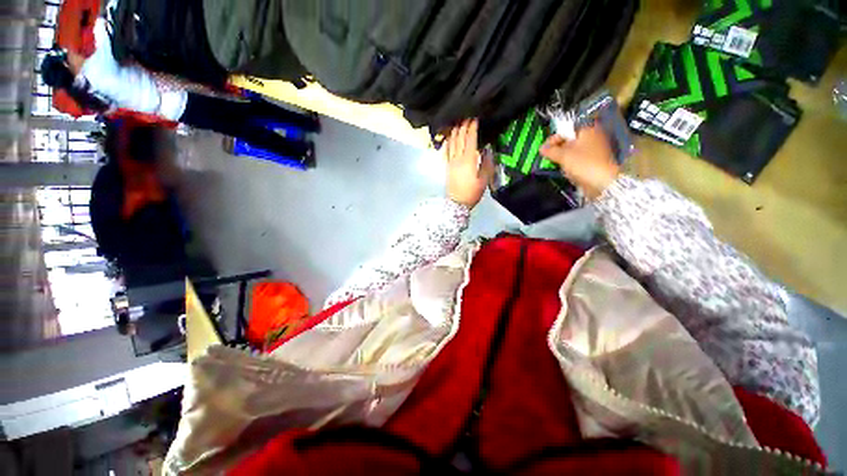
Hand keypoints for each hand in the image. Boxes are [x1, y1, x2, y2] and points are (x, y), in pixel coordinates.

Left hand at [445, 119, 494, 208]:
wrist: (457, 203)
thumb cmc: (472, 193)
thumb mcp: (484, 180)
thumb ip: (487, 164)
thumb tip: (487, 150)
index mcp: (468, 161)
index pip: (470, 140)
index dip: (472, 128)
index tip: (475, 118)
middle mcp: (457, 158)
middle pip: (460, 139)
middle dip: (463, 126)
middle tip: (466, 116)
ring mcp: (450, 162)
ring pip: (452, 143)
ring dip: (455, 132)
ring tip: (457, 123)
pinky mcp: (447, 167)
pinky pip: (446, 151)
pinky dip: (448, 142)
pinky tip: (449, 138)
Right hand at [540, 123, 619, 199]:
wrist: (602, 182)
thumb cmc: (583, 164)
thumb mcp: (563, 156)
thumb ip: (550, 150)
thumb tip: (541, 148)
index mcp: (588, 130)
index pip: (567, 130)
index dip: (554, 138)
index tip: (545, 147)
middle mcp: (593, 137)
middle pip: (570, 141)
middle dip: (558, 149)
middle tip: (548, 156)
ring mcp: (595, 151)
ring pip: (574, 151)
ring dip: (563, 157)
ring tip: (555, 164)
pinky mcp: (594, 163)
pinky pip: (578, 160)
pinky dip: (570, 164)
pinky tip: (565, 170)